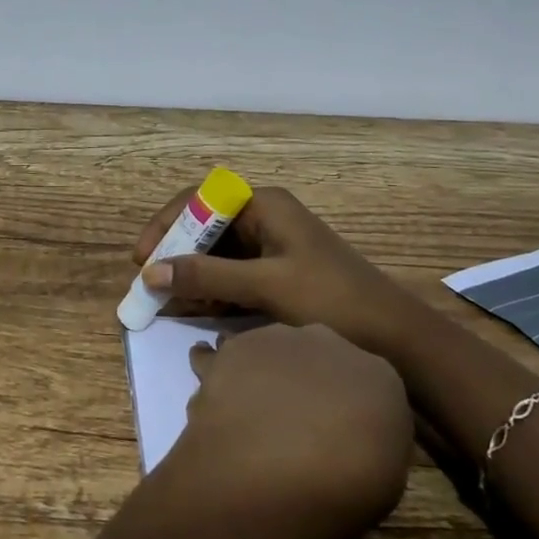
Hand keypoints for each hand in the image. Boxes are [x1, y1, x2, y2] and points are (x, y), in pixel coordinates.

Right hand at [134, 186, 412, 358]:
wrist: (396, 338)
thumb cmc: (331, 299)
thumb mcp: (265, 285)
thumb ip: (207, 276)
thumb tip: (150, 272)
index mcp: (264, 204)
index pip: (200, 200)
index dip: (166, 224)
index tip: (142, 258)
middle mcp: (266, 218)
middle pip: (206, 227)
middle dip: (175, 253)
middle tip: (148, 284)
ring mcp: (273, 247)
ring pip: (217, 254)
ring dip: (191, 275)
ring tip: (165, 303)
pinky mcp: (278, 274)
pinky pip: (233, 275)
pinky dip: (212, 290)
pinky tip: (193, 310)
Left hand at [165, 323, 414, 538]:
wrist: (284, 466)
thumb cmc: (348, 486)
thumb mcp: (386, 475)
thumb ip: (368, 440)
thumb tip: (347, 436)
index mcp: (378, 374)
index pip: (366, 380)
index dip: (348, 403)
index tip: (338, 428)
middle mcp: (329, 342)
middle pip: (316, 355)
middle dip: (305, 378)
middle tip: (292, 416)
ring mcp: (278, 339)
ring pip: (267, 349)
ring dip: (259, 369)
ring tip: (247, 401)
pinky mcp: (234, 348)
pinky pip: (217, 355)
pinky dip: (212, 366)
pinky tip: (208, 382)